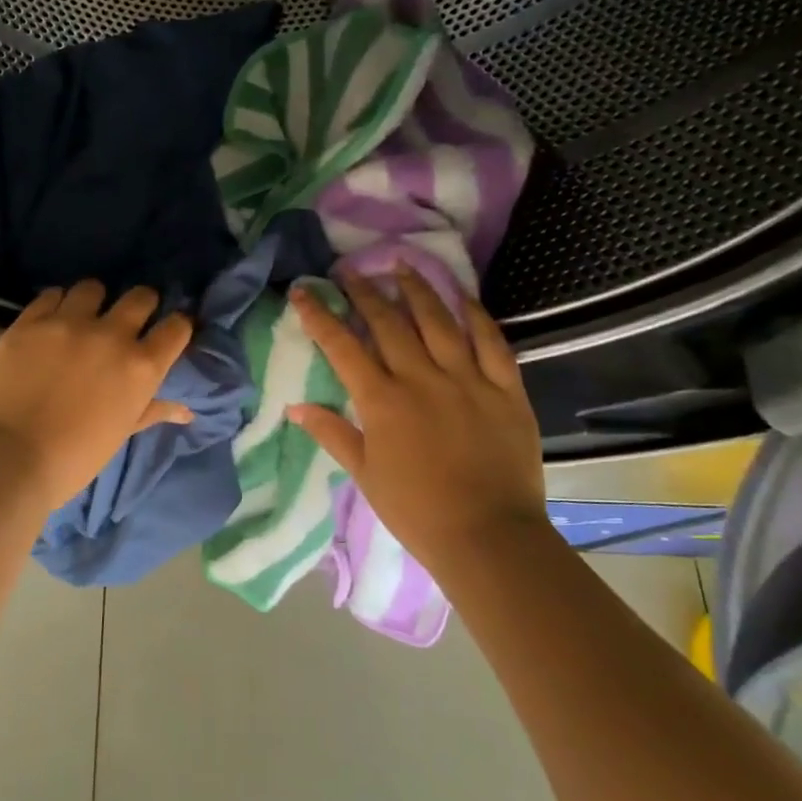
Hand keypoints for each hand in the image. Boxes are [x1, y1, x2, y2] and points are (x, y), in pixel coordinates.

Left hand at [0, 281, 194, 510]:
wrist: (10, 458)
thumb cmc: (75, 457)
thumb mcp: (121, 433)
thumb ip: (153, 410)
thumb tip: (186, 411)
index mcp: (141, 366)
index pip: (177, 327)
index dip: (177, 326)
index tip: (168, 333)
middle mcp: (111, 335)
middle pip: (140, 296)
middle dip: (141, 304)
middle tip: (129, 319)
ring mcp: (68, 323)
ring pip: (92, 288)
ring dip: (94, 301)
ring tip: (83, 317)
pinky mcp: (30, 321)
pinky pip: (51, 295)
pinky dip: (56, 305)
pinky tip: (51, 322)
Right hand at [286, 268, 549, 569]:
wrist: (489, 536)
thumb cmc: (416, 510)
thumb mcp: (365, 474)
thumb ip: (332, 433)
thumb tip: (295, 405)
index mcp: (382, 401)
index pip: (342, 346)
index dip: (319, 315)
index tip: (303, 290)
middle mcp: (421, 378)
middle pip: (388, 322)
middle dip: (364, 291)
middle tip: (350, 270)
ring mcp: (467, 379)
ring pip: (438, 320)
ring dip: (417, 289)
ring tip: (401, 265)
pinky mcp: (506, 389)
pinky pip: (491, 341)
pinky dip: (476, 315)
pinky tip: (463, 296)